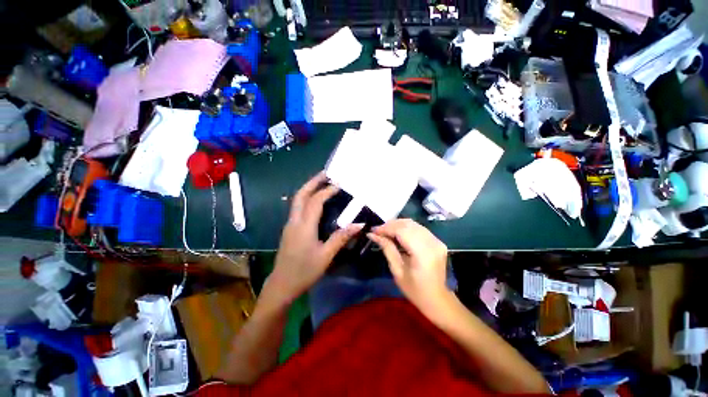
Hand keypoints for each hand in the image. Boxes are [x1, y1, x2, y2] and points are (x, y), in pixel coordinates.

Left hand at [267, 172, 363, 302]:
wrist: (283, 283)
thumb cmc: (305, 271)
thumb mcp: (326, 256)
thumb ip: (341, 238)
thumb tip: (359, 224)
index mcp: (304, 226)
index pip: (315, 201)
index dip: (327, 190)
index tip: (340, 184)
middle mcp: (294, 221)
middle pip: (301, 195)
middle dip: (313, 182)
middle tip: (327, 174)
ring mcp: (289, 226)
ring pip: (296, 201)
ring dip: (308, 190)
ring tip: (322, 184)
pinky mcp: (288, 231)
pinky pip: (296, 209)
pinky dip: (306, 200)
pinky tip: (315, 204)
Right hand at [367, 219, 449, 313]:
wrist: (435, 297)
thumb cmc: (414, 290)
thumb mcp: (397, 271)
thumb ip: (388, 250)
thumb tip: (373, 235)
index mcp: (422, 253)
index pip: (403, 231)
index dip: (387, 228)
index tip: (373, 231)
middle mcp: (432, 243)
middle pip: (410, 225)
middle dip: (392, 225)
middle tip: (378, 231)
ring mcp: (438, 241)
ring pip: (416, 225)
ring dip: (400, 226)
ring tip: (386, 232)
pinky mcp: (439, 243)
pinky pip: (422, 230)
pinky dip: (409, 230)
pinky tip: (399, 235)